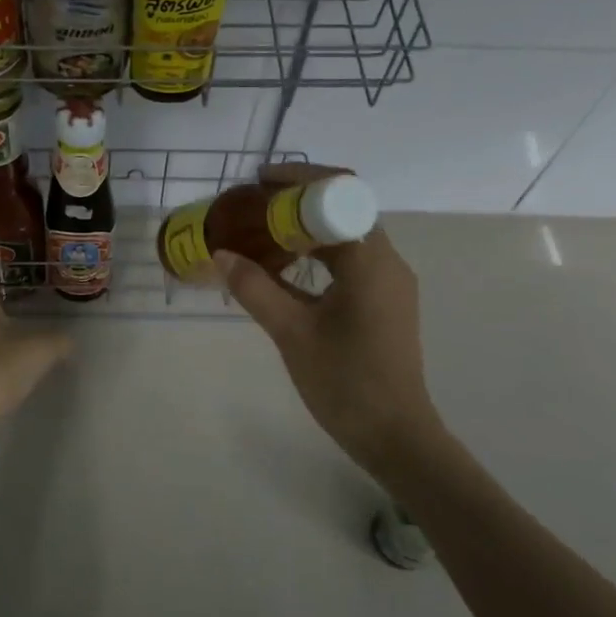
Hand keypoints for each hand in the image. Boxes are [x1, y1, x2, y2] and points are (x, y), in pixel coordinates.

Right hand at [216, 165, 444, 475]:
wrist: (395, 436)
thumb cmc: (345, 382)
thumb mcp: (292, 332)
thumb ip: (255, 288)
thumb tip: (221, 254)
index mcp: (371, 260)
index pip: (337, 195)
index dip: (297, 181)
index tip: (257, 181)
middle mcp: (387, 261)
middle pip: (343, 209)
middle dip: (297, 202)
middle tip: (251, 205)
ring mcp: (389, 283)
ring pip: (346, 236)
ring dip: (307, 228)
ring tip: (261, 230)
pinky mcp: (385, 302)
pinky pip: (350, 261)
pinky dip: (318, 254)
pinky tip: (285, 267)